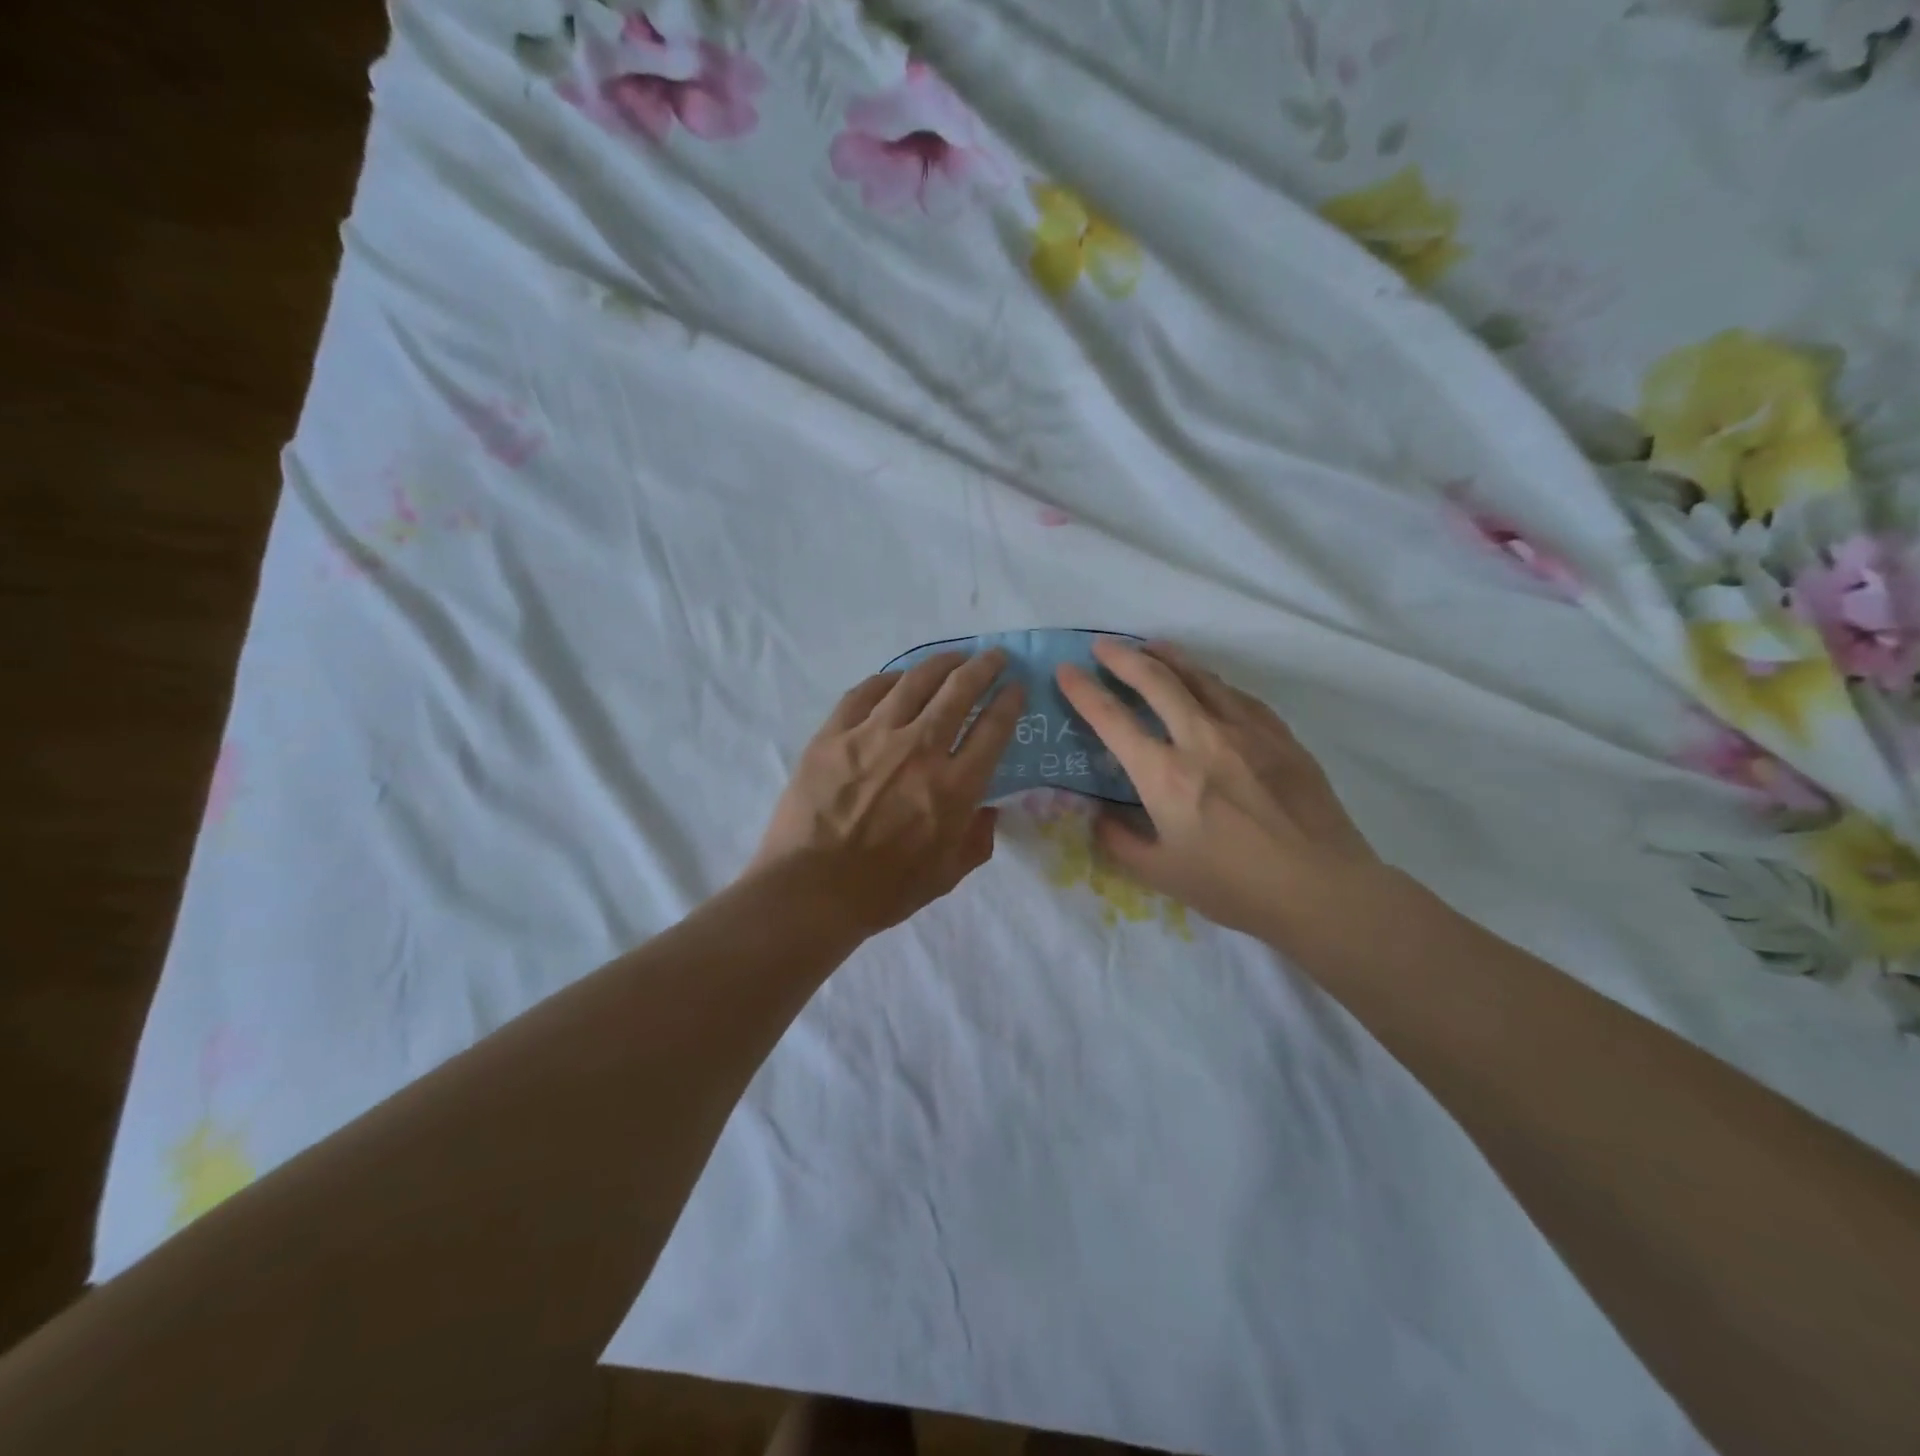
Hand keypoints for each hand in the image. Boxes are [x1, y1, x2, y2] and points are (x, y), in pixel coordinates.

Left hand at [751, 650, 1024, 935]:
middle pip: (959, 690)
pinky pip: (865, 692)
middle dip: (983, 667)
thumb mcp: (947, 875)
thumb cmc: (884, 891)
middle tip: (994, 657)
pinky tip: (898, 679)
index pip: (994, 728)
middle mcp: (919, 749)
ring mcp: (872, 736)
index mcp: (954, 786)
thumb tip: (989, 810)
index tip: (1016, 687)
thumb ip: (977, 839)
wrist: (810, 891)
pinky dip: (888, 680)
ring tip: (953, 658)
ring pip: (915, 681)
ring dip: (941, 663)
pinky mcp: (833, 734)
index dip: (1010, 701)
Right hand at [1056, 639, 1378, 941]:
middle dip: (1123, 658)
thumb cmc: (1234, 886)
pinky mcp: (1280, 736)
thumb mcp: (1161, 875)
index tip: (1066, 671)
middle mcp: (1201, 739)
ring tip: (1151, 647)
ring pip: (1200, 678)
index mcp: (1165, 775)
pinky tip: (1208, 682)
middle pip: (1156, 681)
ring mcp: (1246, 732)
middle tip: (1103, 647)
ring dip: (1169, 657)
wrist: (1321, 888)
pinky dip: (1212, 682)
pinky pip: (1238, 695)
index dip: (1083, 691)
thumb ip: (1120, 841)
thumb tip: (1099, 816)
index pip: (1112, 720)